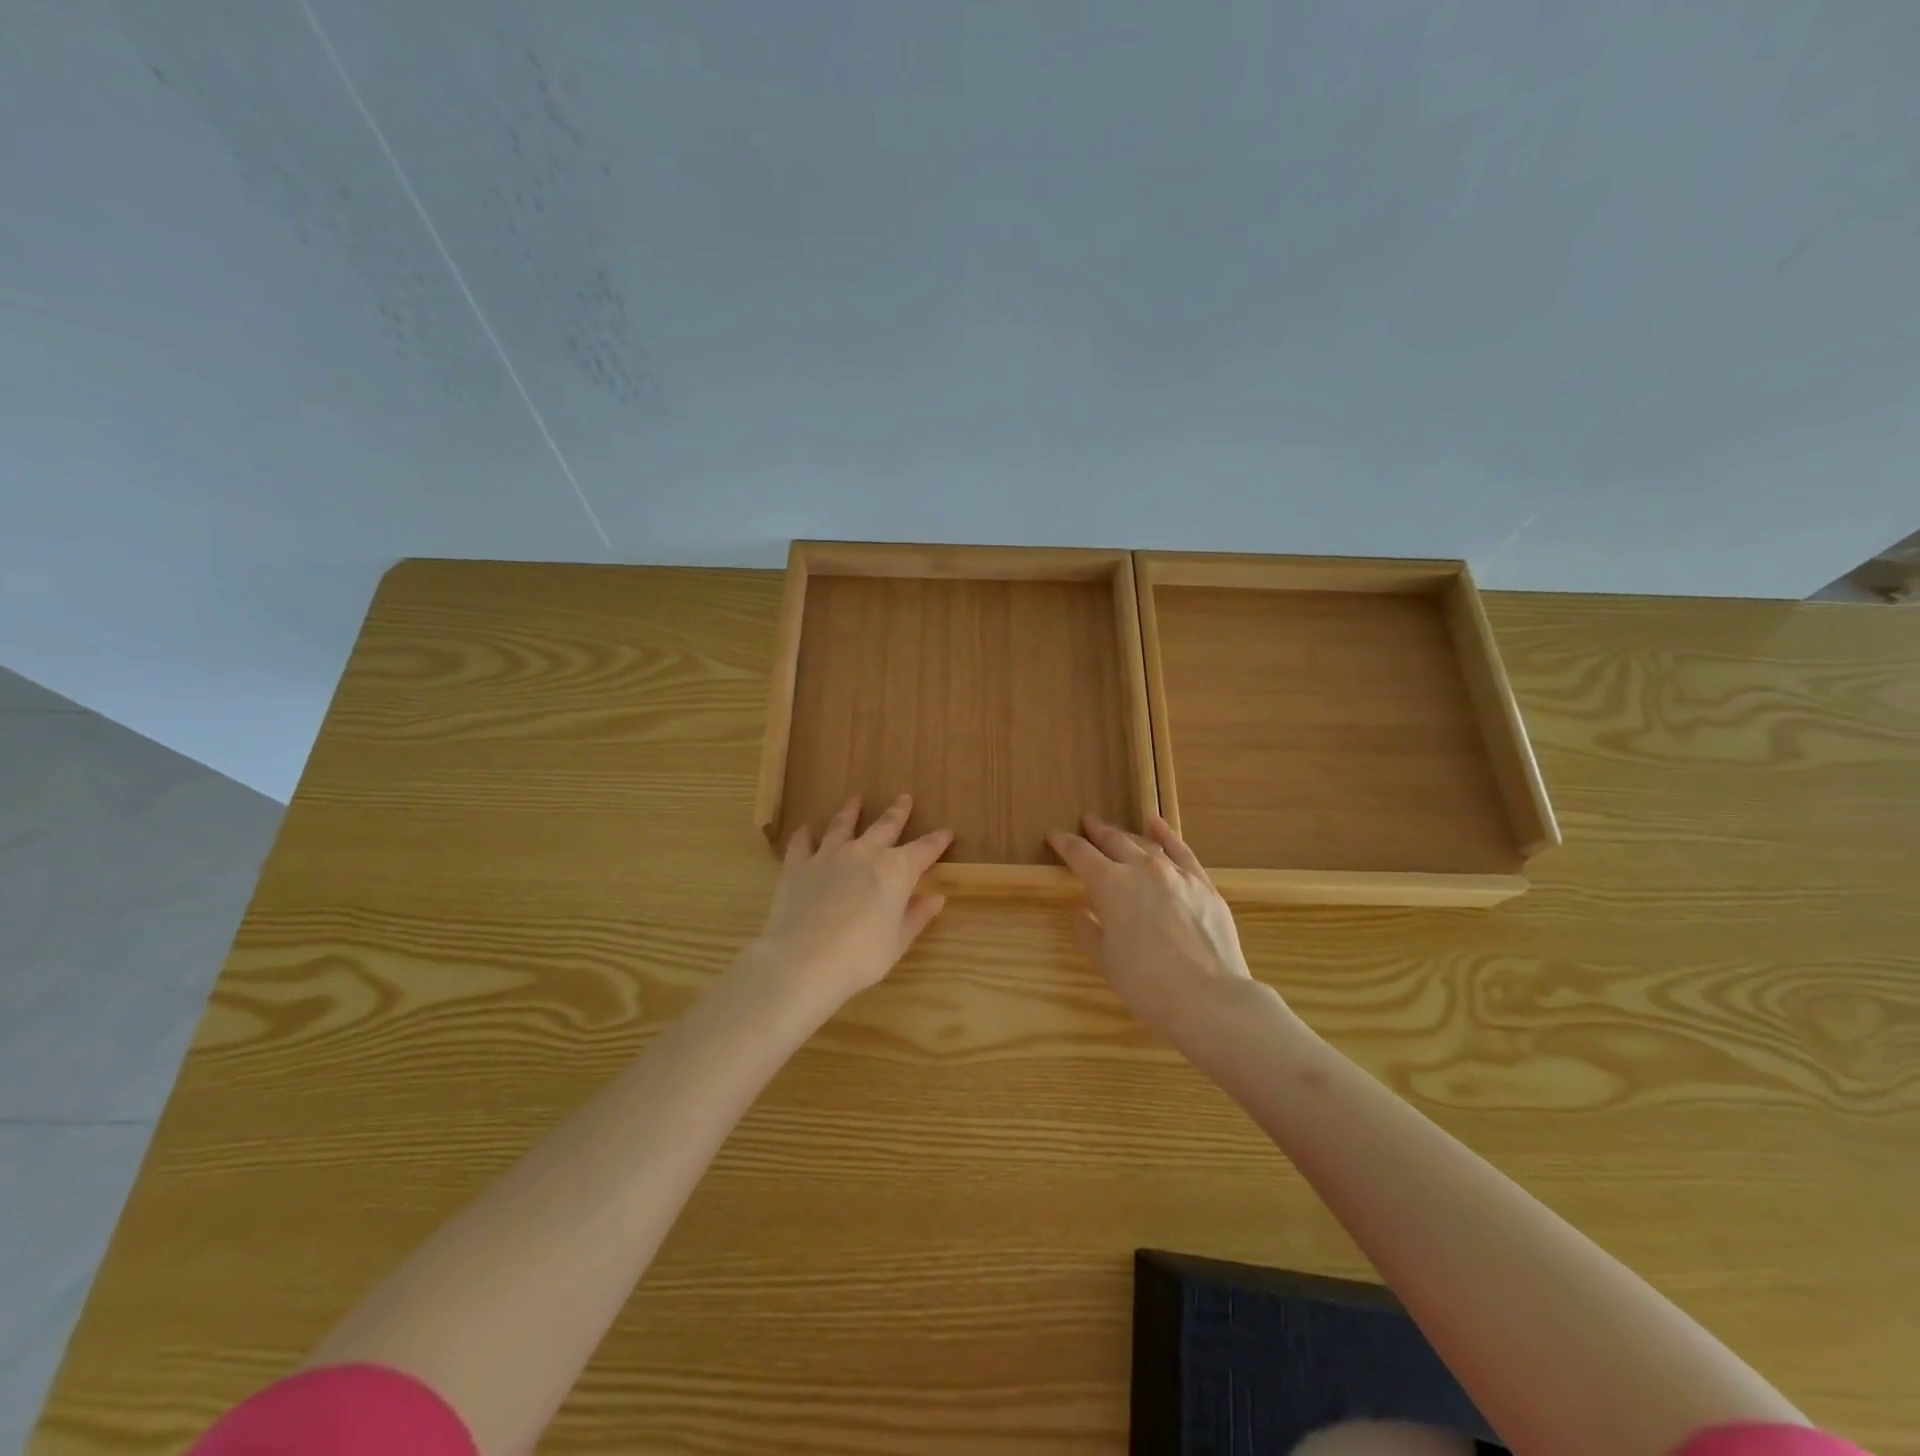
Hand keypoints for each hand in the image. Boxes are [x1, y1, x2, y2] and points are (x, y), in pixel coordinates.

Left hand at [751, 794, 953, 1012]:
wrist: (804, 960)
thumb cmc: (861, 956)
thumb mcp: (898, 942)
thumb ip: (917, 916)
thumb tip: (936, 898)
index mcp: (896, 870)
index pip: (924, 849)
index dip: (937, 840)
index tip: (947, 832)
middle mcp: (865, 853)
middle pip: (885, 826)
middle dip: (897, 812)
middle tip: (904, 797)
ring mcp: (829, 855)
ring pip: (843, 825)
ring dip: (851, 811)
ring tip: (855, 800)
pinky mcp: (798, 866)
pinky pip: (802, 843)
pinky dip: (806, 834)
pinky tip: (806, 829)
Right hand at [1047, 813, 1263, 1046]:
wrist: (1208, 998)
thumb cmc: (1146, 983)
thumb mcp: (1105, 960)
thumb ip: (1089, 930)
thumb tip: (1083, 911)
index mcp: (1110, 884)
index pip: (1080, 854)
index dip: (1064, 843)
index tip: (1053, 836)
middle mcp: (1142, 868)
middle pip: (1114, 841)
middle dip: (1096, 832)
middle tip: (1086, 823)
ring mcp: (1176, 873)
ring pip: (1145, 844)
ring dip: (1127, 836)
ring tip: (1115, 831)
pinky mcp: (1203, 884)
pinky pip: (1181, 851)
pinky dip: (1166, 835)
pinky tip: (1156, 824)